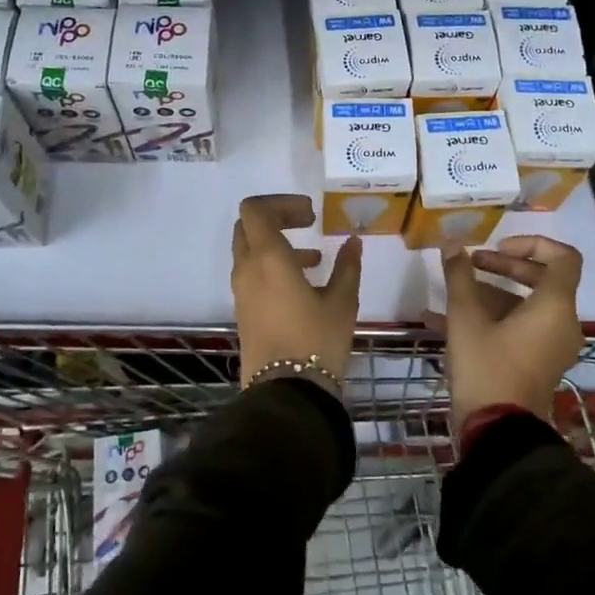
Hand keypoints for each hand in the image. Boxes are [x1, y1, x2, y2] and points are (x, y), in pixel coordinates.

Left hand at [230, 194, 363, 387]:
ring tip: (314, 259)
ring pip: (250, 251)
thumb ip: (347, 266)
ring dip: (277, 245)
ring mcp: (241, 291)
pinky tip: (304, 284)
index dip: (281, 202)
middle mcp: (247, 269)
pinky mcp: (243, 310)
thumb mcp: (342, 301)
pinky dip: (272, 267)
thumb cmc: (317, 341)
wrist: (286, 392)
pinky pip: (252, 274)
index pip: (255, 209)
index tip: (310, 214)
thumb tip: (353, 242)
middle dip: (277, 219)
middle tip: (308, 225)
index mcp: (268, 258)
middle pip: (248, 226)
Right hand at [431, 236, 584, 431]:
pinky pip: (521, 328)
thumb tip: (452, 242)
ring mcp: (552, 346)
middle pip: (542, 279)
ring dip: (492, 293)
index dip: (532, 243)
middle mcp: (562, 323)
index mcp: (555, 306)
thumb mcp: (466, 318)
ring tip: (453, 293)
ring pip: (527, 306)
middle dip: (504, 266)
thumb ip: (460, 276)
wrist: (499, 433)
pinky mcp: (539, 363)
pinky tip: (446, 321)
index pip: (563, 257)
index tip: (497, 247)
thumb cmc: (487, 367)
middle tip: (471, 264)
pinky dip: (493, 318)